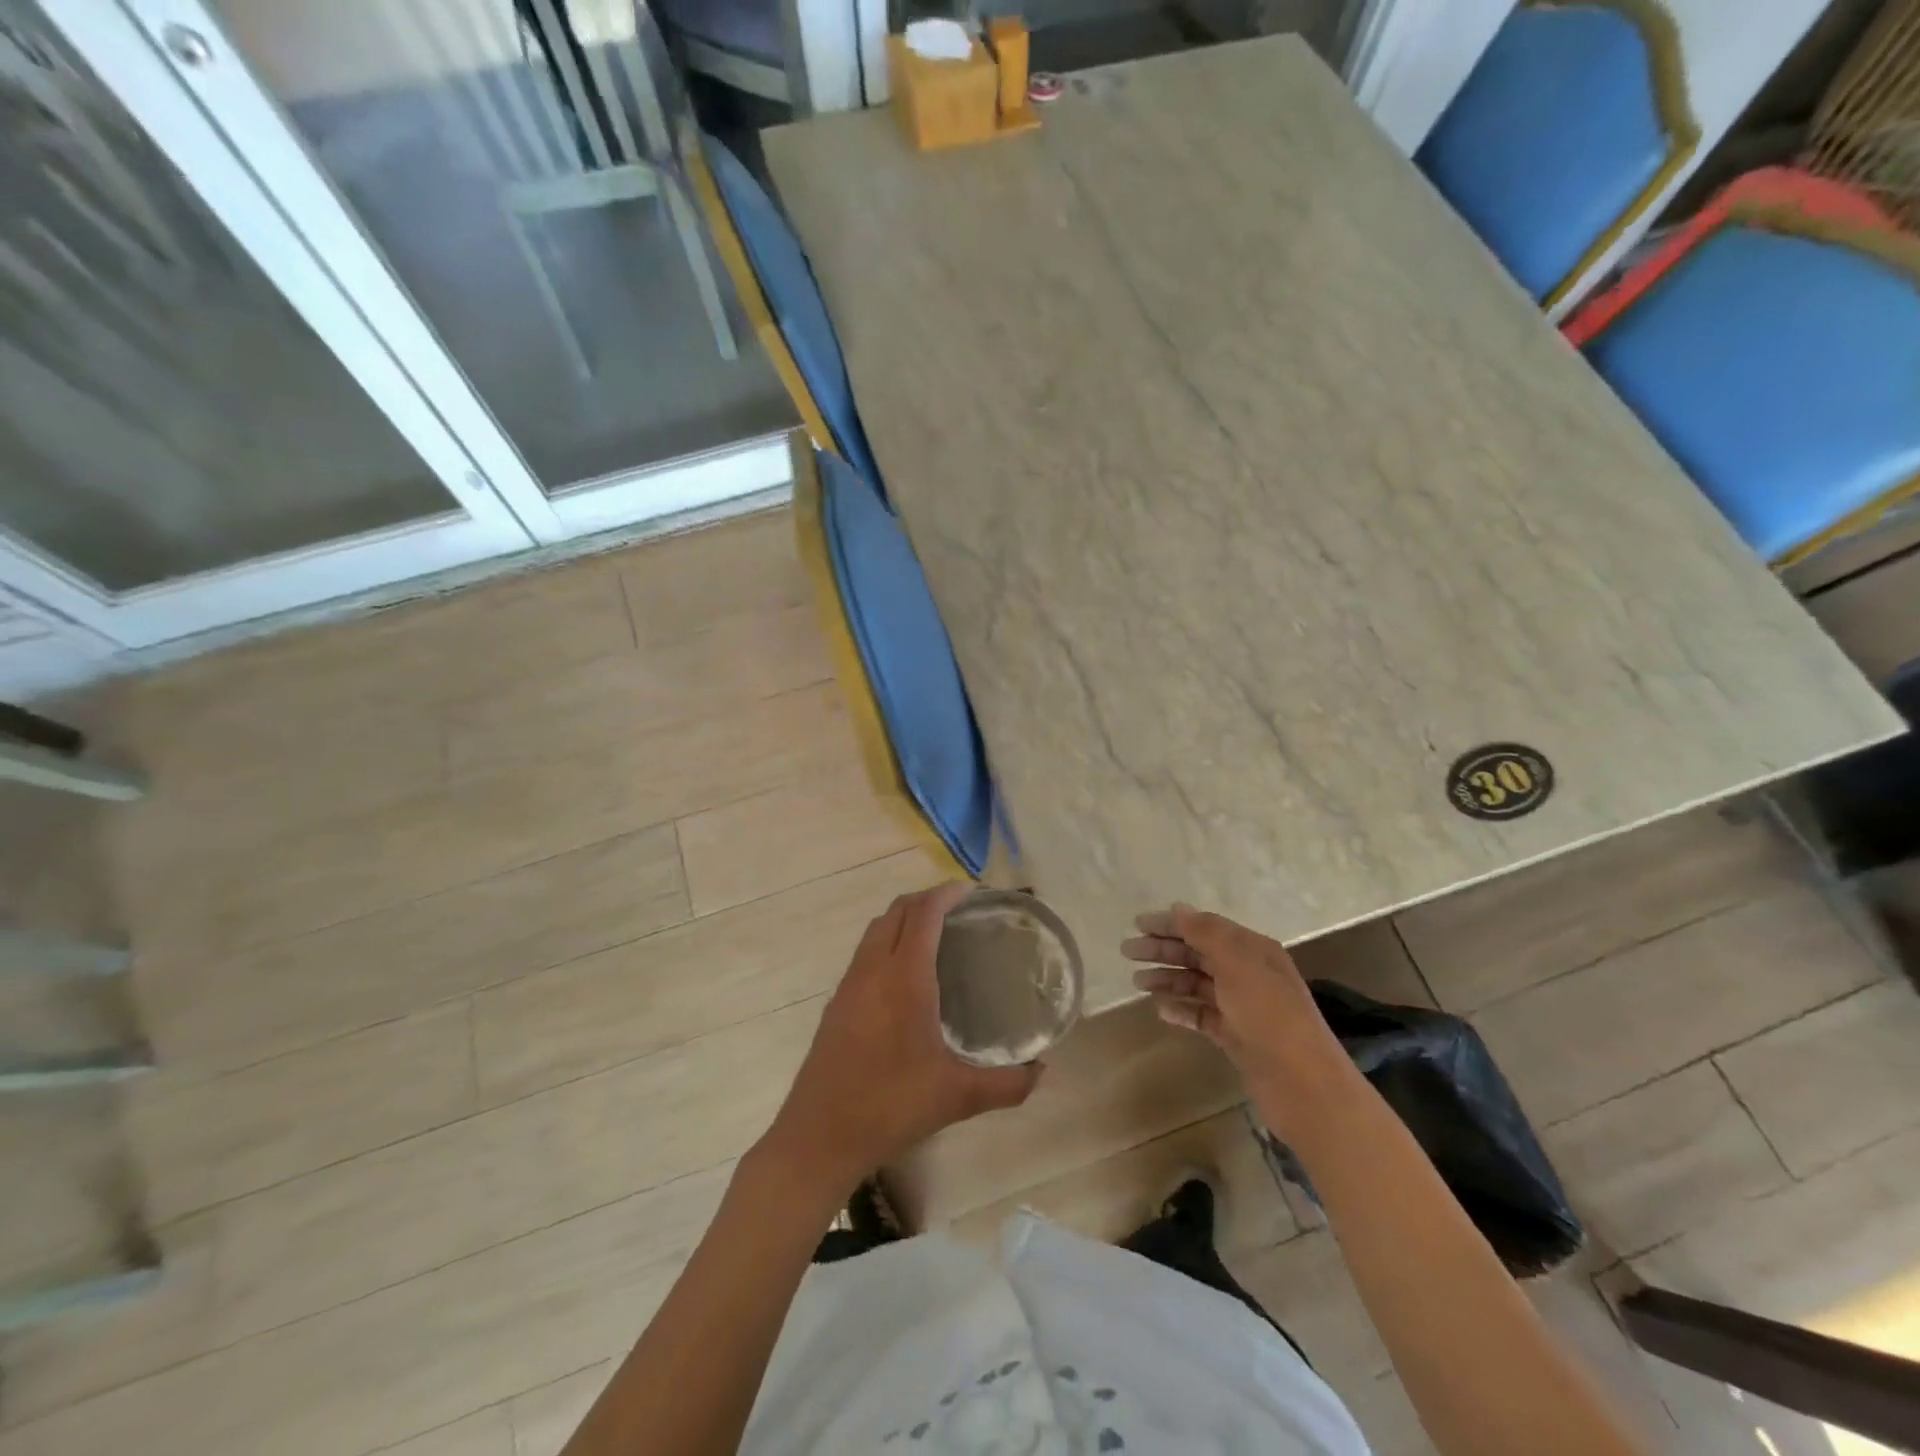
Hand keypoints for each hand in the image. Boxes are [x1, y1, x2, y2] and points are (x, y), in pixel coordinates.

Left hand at [762, 883, 1041, 1200]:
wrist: (818, 1137)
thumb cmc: (890, 1108)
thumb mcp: (957, 1098)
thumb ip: (1007, 1084)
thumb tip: (1042, 1071)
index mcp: (904, 979)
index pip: (923, 914)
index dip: (946, 893)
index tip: (972, 891)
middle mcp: (873, 970)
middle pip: (896, 911)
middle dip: (926, 899)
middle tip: (959, 909)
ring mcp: (849, 985)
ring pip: (876, 929)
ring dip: (903, 918)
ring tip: (935, 934)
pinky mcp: (836, 1003)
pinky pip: (865, 952)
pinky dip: (887, 941)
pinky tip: (904, 974)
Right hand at [1122, 904, 1355, 1137]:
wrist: (1303, 1084)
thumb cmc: (1269, 1015)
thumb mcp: (1238, 964)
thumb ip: (1206, 933)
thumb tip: (1178, 909)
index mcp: (1252, 950)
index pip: (1204, 927)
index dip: (1171, 924)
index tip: (1137, 924)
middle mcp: (1247, 973)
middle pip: (1198, 953)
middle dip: (1163, 949)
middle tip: (1127, 951)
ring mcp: (1241, 1006)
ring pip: (1196, 984)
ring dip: (1167, 978)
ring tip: (1137, 982)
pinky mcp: (1235, 1036)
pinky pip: (1201, 1014)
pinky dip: (1181, 1009)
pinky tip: (1160, 1010)